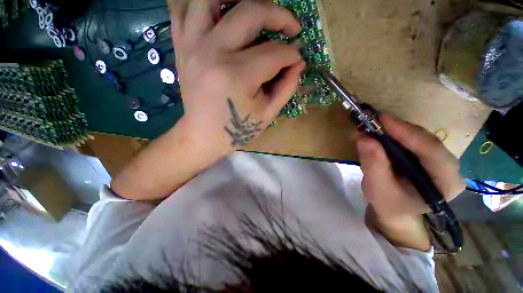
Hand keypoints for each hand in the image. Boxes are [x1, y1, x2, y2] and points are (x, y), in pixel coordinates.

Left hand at [171, 0, 304, 154]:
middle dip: (279, 15)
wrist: (203, 135)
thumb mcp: (267, 114)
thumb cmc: (237, 129)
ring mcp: (193, 45)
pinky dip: (203, 5)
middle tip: (290, 27)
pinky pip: (183, 9)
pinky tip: (220, 14)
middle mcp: (213, 52)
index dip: (291, 55)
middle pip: (251, 12)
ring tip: (256, 10)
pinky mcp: (182, 47)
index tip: (297, 59)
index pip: (275, 53)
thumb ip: (286, 87)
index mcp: (237, 76)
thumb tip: (299, 63)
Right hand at [357, 114, 464, 221]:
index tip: (381, 119)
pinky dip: (391, 134)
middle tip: (371, 121)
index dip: (406, 132)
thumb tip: (363, 137)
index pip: (431, 151)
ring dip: (392, 130)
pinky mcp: (425, 155)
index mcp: (446, 182)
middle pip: (425, 140)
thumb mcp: (378, 189)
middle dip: (396, 129)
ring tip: (369, 127)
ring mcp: (438, 159)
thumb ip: (373, 165)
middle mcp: (448, 166)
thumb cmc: (389, 205)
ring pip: (417, 136)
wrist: (395, 211)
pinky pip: (410, 139)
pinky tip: (377, 133)